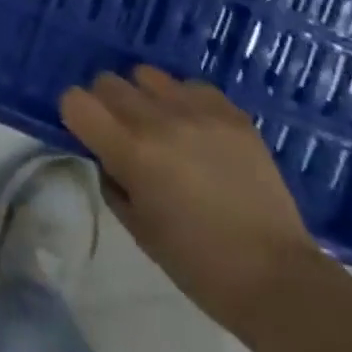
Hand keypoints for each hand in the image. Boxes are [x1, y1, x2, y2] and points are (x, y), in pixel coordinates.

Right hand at [61, 66, 322, 330]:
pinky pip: (190, 86)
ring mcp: (198, 111)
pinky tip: (197, 131)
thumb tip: (106, 151)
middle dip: (107, 105)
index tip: (89, 134)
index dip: (76, 115)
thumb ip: (112, 177)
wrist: (275, 277)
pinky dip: (184, 102)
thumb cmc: (196, 263)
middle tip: (124, 134)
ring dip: (144, 98)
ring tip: (162, 127)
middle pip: (108, 81)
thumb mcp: (136, 226)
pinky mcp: (231, 112)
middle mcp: (159, 120)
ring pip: (146, 74)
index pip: (75, 100)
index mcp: (131, 152)